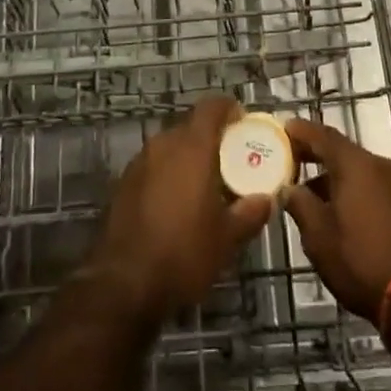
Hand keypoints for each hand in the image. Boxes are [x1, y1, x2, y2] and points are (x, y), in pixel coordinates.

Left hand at [89, 97, 272, 322]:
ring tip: (206, 187)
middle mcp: (163, 144)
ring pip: (171, 146)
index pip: (211, 106)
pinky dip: (170, 174)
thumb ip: (250, 213)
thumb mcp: (227, 239)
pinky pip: (155, 165)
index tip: (243, 122)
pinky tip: (178, 204)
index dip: (229, 109)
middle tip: (231, 163)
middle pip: (191, 126)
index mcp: (192, 147)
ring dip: (189, 158)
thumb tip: (267, 199)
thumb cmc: (183, 253)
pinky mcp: (124, 182)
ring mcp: (140, 161)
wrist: (122, 283)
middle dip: (212, 139)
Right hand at [282, 117, 390, 322]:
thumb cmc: (362, 262)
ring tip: (315, 198)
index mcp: (356, 165)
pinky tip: (346, 216)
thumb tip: (289, 189)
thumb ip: (300, 205)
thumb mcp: (319, 238)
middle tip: (293, 162)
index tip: (283, 129)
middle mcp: (381, 166)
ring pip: (361, 172)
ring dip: (337, 179)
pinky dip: (358, 193)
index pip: (322, 135)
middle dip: (317, 156)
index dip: (301, 131)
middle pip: (343, 152)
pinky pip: (377, 188)